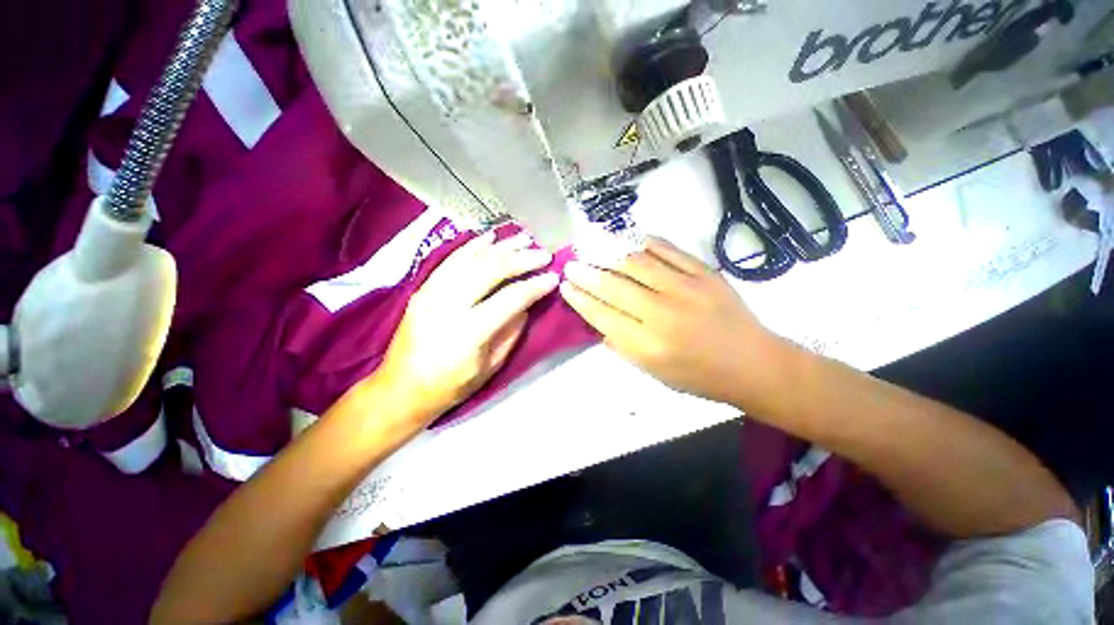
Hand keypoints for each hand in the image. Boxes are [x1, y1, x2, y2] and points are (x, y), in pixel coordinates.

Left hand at [377, 231, 558, 421]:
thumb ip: (511, 333)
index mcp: (469, 332)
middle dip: (521, 259)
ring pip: (472, 259)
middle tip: (543, 254)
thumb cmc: (450, 386)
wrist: (401, 388)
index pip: (510, 298)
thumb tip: (527, 305)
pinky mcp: (422, 288)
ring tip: (524, 239)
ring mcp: (431, 292)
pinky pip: (451, 260)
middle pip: (491, 270)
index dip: (535, 286)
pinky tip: (490, 237)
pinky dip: (473, 246)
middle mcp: (448, 305)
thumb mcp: (490, 368)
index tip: (553, 277)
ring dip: (501, 247)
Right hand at [560, 237, 779, 406]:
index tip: (566, 286)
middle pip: (614, 285)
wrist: (753, 364)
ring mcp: (686, 288)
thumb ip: (622, 345)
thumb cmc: (698, 376)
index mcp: (648, 345)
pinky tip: (629, 240)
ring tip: (592, 246)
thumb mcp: (653, 372)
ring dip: (608, 253)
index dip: (580, 298)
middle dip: (586, 273)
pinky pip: (668, 250)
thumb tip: (599, 319)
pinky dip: (645, 243)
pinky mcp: (705, 273)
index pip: (602, 314)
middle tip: (571, 264)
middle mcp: (662, 314)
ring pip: (636, 262)